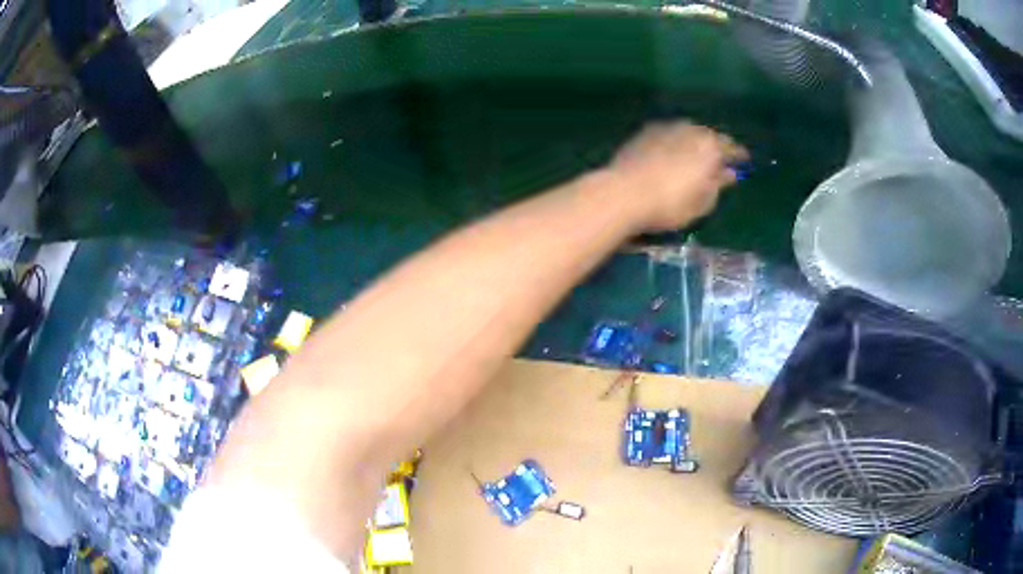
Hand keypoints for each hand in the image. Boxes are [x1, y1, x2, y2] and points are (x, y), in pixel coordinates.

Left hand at [604, 121, 747, 231]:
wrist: (623, 192)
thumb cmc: (670, 203)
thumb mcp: (703, 201)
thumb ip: (718, 184)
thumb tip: (728, 173)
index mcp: (710, 145)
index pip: (731, 147)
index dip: (739, 156)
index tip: (744, 161)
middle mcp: (690, 129)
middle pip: (709, 136)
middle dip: (715, 147)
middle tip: (719, 160)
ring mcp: (665, 127)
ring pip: (687, 132)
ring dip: (694, 143)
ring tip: (696, 157)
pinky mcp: (644, 132)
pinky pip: (669, 135)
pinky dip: (675, 143)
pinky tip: (673, 153)